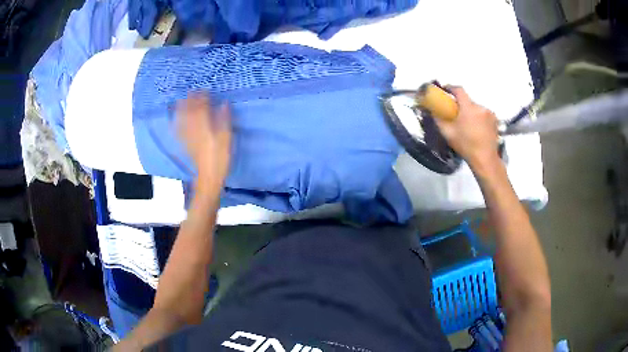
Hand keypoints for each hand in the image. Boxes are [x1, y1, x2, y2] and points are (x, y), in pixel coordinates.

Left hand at [176, 93, 231, 189]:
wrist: (208, 176)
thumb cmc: (220, 157)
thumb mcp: (227, 138)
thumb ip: (224, 119)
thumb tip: (224, 104)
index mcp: (205, 125)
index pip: (202, 107)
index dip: (203, 97)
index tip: (205, 90)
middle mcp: (194, 128)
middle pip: (190, 111)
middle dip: (190, 100)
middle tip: (192, 91)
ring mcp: (188, 136)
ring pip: (182, 118)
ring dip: (182, 108)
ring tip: (181, 100)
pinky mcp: (185, 143)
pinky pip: (178, 129)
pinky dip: (177, 121)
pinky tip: (175, 118)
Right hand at [434, 87, 499, 170]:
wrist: (485, 159)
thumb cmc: (466, 146)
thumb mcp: (448, 134)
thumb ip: (439, 120)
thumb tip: (432, 111)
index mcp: (468, 107)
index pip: (459, 90)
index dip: (451, 88)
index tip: (445, 90)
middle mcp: (480, 107)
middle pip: (468, 101)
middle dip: (462, 105)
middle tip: (456, 114)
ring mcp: (489, 114)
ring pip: (476, 108)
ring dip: (471, 112)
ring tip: (468, 124)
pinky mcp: (495, 121)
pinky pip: (484, 114)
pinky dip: (479, 118)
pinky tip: (477, 128)